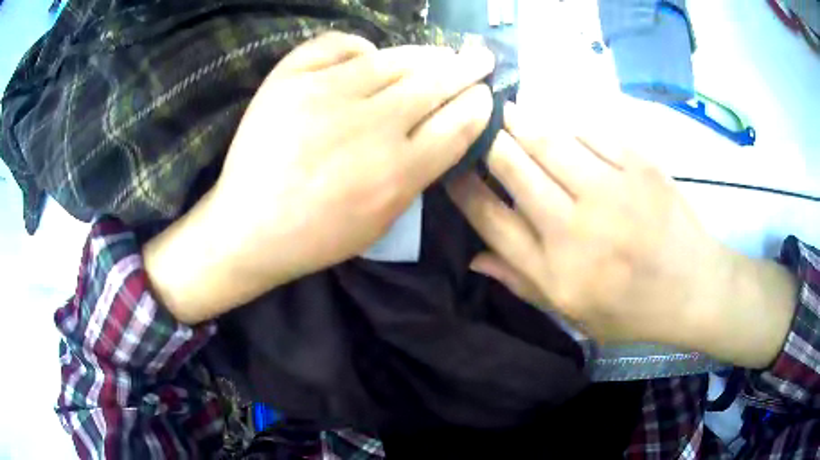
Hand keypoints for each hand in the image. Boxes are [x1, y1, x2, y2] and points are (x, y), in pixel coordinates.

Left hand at [145, 32, 494, 322]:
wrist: (247, 227)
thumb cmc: (316, 235)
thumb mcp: (382, 221)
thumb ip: (417, 175)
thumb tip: (440, 127)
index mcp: (396, 172)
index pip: (457, 124)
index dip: (478, 104)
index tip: (486, 94)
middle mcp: (368, 127)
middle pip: (435, 84)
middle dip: (466, 69)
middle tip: (481, 59)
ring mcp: (325, 94)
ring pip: (393, 58)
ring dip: (425, 54)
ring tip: (440, 53)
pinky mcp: (289, 79)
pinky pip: (339, 45)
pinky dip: (360, 47)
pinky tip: (368, 55)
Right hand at [449, 102, 796, 367]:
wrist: (693, 288)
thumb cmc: (632, 309)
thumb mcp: (574, 314)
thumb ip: (523, 283)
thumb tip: (475, 259)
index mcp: (557, 271)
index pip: (493, 220)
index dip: (465, 190)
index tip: (451, 168)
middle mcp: (577, 229)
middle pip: (515, 170)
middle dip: (487, 141)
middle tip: (475, 123)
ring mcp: (611, 192)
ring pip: (549, 141)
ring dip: (521, 121)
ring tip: (505, 109)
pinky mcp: (639, 167)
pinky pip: (592, 132)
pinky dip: (569, 124)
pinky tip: (562, 123)